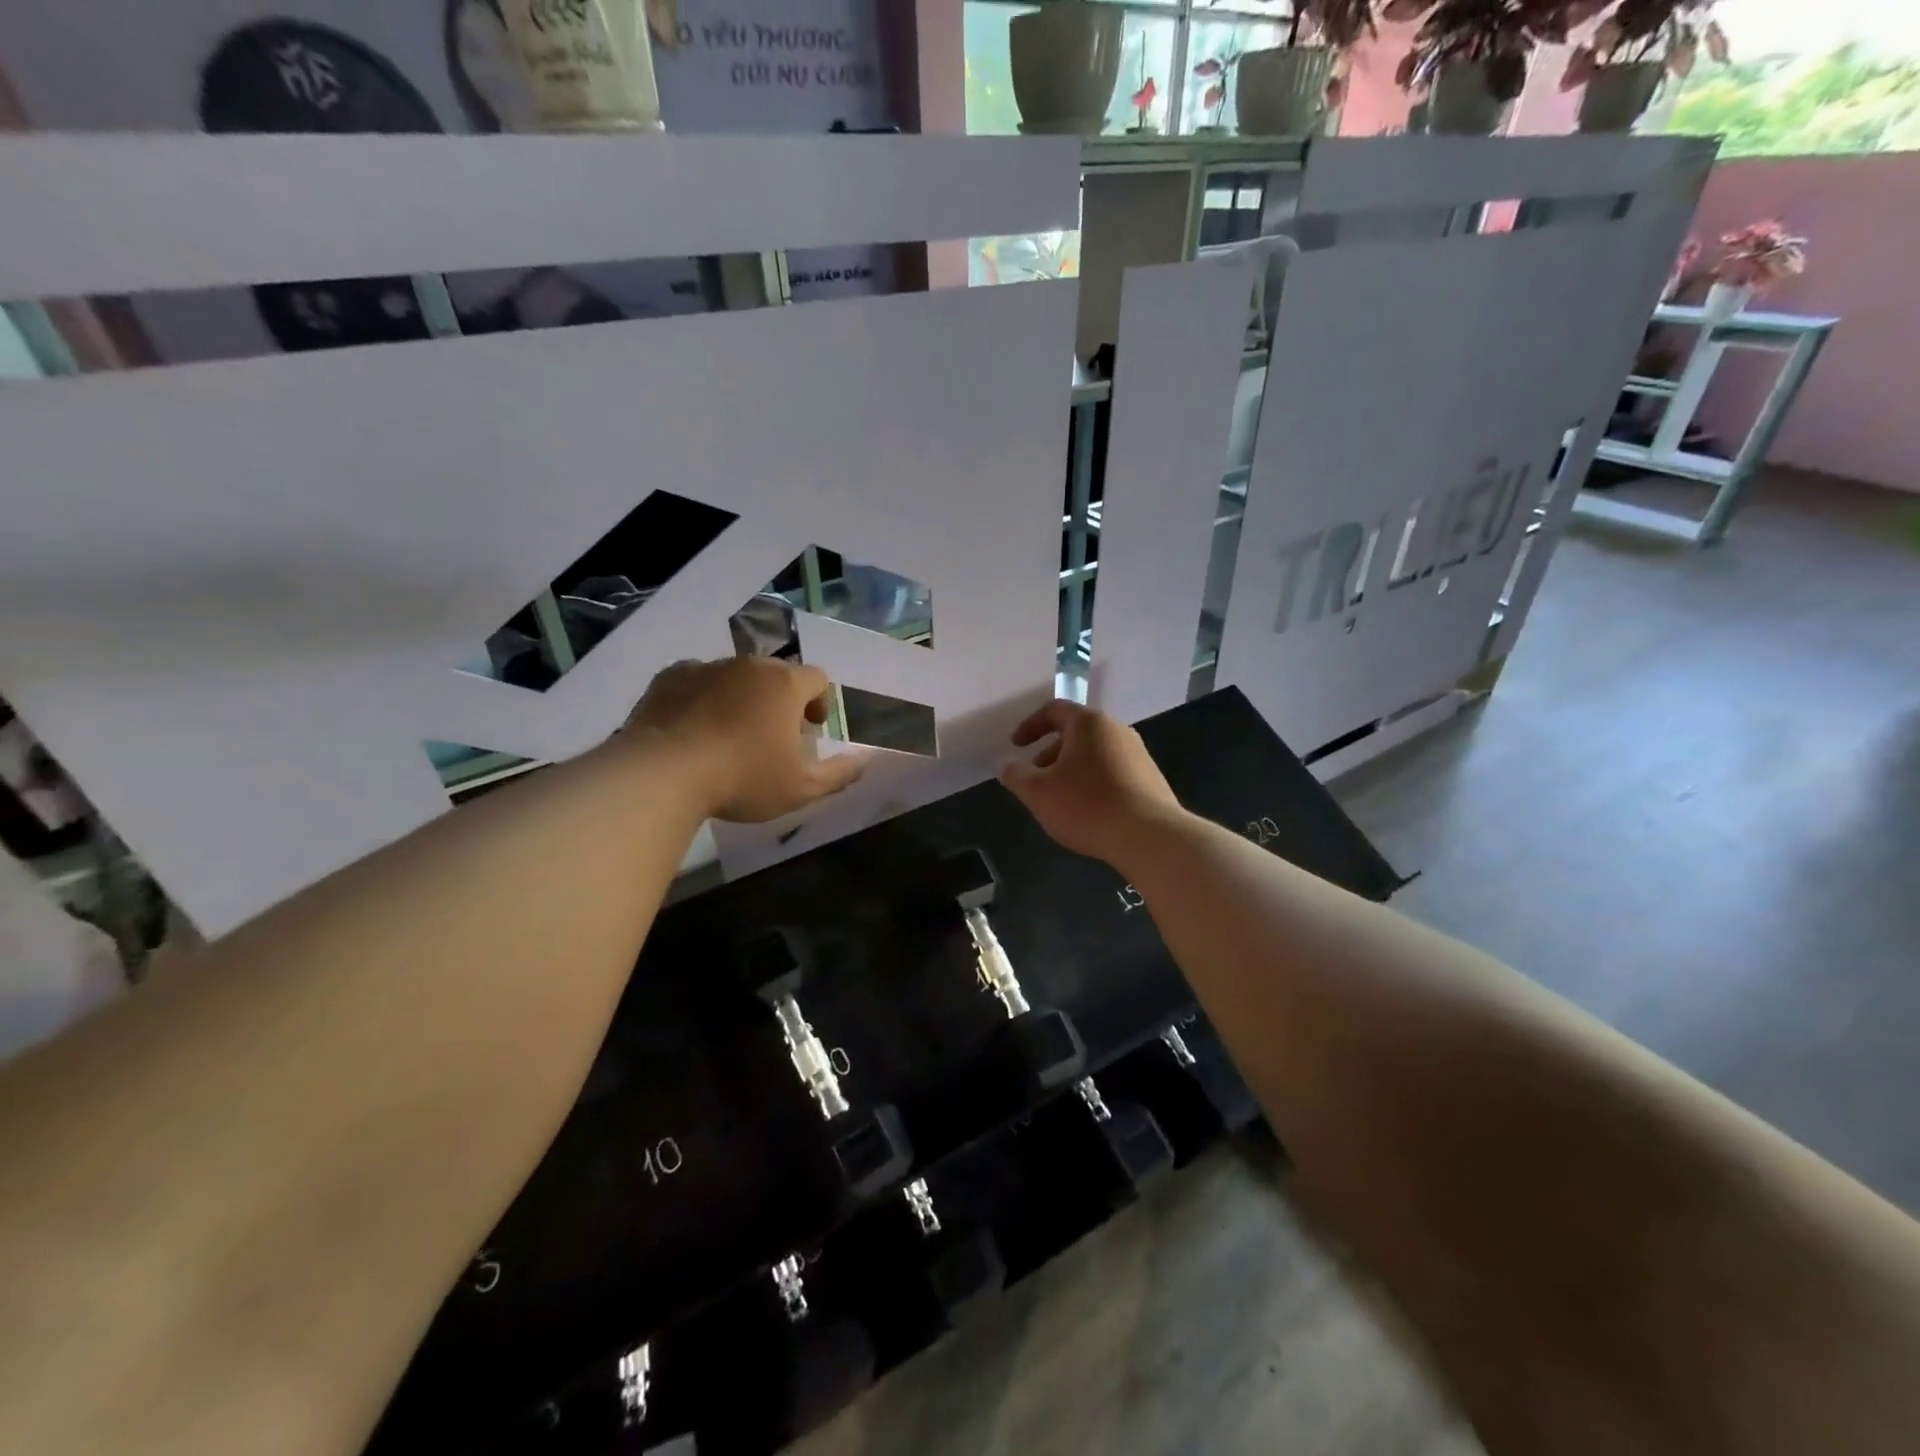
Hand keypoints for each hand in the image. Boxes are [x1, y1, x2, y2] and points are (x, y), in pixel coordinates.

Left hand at [625, 657, 862, 822]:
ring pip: (734, 676)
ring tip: (729, 734)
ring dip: (740, 698)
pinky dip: (701, 699)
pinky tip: (693, 730)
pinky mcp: (669, 678)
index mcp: (785, 685)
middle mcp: (748, 665)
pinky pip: (695, 682)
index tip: (811, 728)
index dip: (820, 700)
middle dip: (779, 699)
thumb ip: (839, 773)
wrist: (663, 774)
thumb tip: (864, 761)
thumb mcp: (801, 789)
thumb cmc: (743, 779)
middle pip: (775, 674)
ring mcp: (706, 667)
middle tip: (772, 735)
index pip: (817, 677)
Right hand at [999, 699, 1180, 863]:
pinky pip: (1113, 772)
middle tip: (1036, 778)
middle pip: (1076, 732)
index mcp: (1089, 723)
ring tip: (1060, 799)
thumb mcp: (1038, 792)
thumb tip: (1005, 763)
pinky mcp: (1151, 780)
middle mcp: (1117, 730)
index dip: (1030, 726)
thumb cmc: (1086, 805)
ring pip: (1095, 754)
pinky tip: (1088, 811)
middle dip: (1050, 753)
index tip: (1016, 746)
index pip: (1054, 710)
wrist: (1149, 836)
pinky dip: (1093, 782)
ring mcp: (1139, 754)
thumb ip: (1015, 774)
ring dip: (1072, 769)